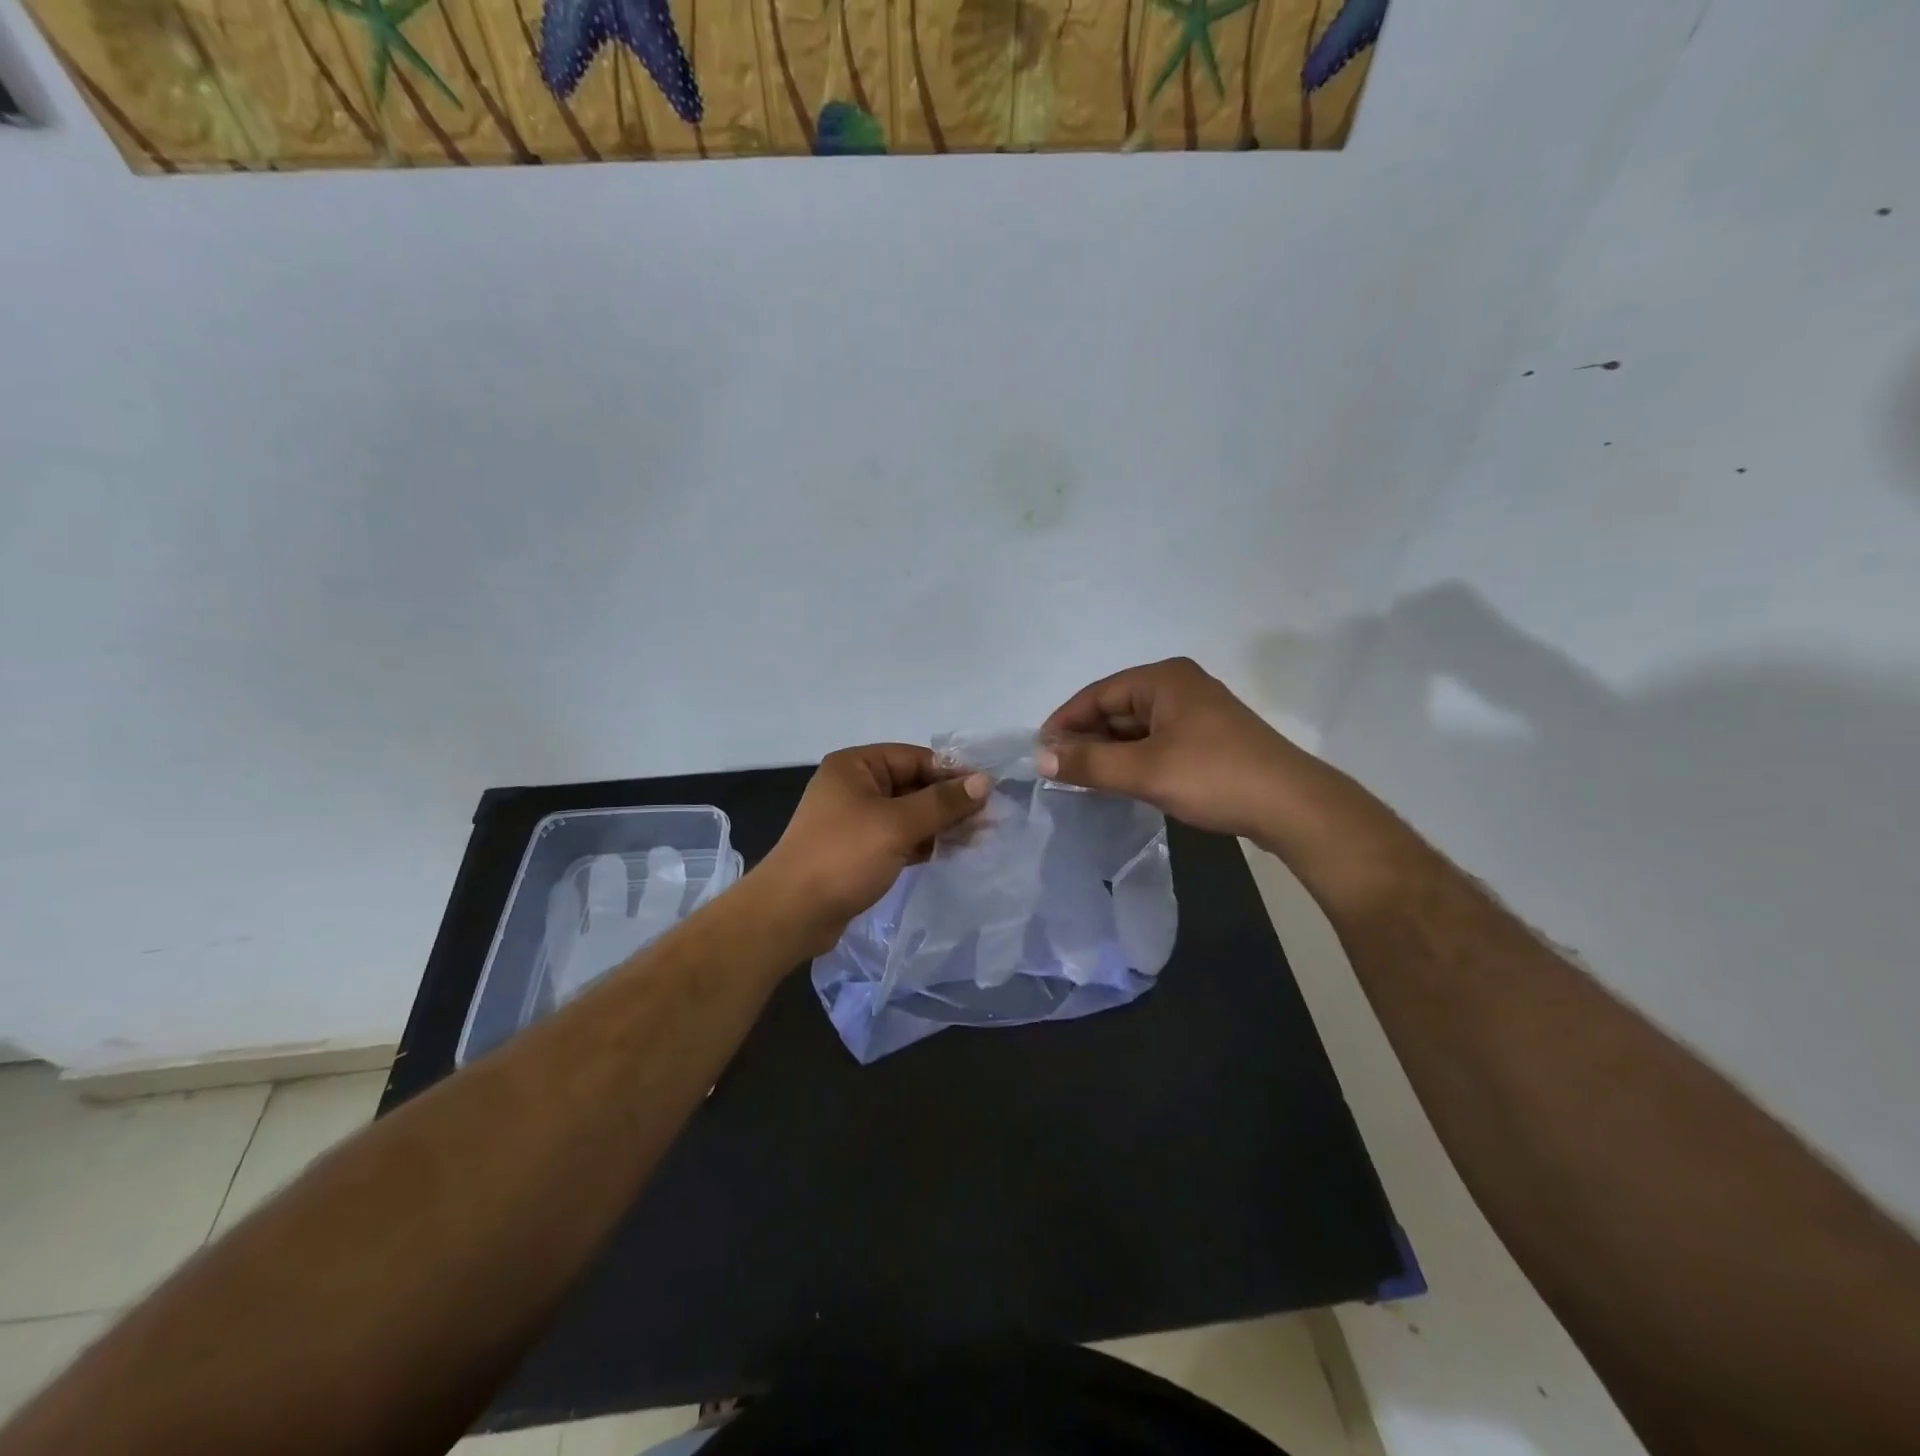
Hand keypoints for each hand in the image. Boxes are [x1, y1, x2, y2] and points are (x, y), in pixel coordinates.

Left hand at [756, 744, 991, 954]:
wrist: (792, 913)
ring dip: (941, 824)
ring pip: (909, 814)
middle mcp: (855, 786)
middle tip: (991, 818)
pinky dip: (924, 842)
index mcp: (856, 766)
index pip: (915, 758)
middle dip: (950, 801)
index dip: (953, 773)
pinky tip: (953, 851)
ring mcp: (856, 819)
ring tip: (981, 837)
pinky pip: (900, 837)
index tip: (989, 790)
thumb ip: (942, 803)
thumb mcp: (897, 825)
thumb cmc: (843, 857)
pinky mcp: (859, 850)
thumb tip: (984, 781)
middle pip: (914, 785)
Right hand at [1037, 657, 1318, 842]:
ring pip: (1136, 728)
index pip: (1097, 694)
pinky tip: (1119, 782)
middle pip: (1116, 708)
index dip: (1064, 722)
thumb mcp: (1145, 771)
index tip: (1040, 753)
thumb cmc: (1214, 777)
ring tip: (1082, 780)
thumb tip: (1040, 759)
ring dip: (1109, 751)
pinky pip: (1156, 742)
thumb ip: (1089, 763)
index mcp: (1164, 679)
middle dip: (1086, 738)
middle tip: (1058, 771)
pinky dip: (1133, 759)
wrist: (1292, 807)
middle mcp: (1179, 686)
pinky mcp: (1207, 738)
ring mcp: (1196, 712)